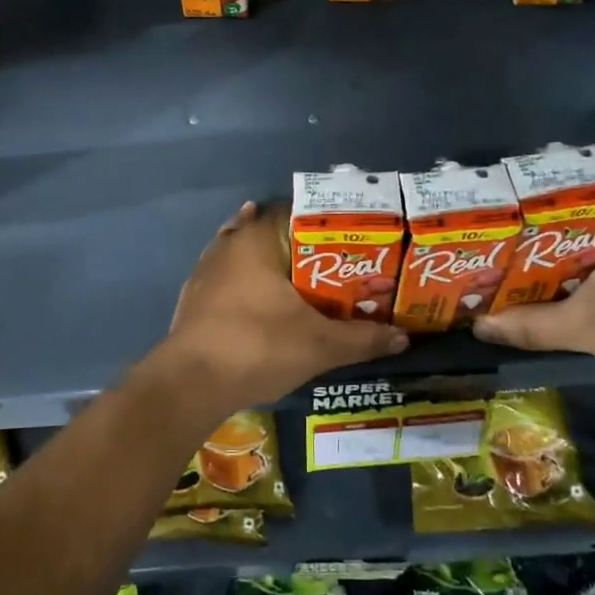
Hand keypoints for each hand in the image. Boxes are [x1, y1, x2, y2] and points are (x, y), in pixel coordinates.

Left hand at [152, 200, 407, 417]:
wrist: (191, 382)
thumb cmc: (258, 346)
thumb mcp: (320, 345)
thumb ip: (362, 339)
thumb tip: (403, 338)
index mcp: (257, 240)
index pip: (295, 211)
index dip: (324, 223)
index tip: (349, 238)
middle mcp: (228, 244)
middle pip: (268, 231)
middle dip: (298, 244)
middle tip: (332, 262)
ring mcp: (205, 270)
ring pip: (244, 253)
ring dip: (269, 262)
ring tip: (300, 279)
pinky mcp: (192, 296)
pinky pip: (227, 278)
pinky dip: (246, 283)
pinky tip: (260, 299)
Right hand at [472, 220, 594, 375]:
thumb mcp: (582, 326)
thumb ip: (529, 326)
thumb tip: (479, 326)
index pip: (564, 200)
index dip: (530, 209)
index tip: (503, 220)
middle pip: (579, 224)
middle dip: (544, 238)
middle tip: (508, 250)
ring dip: (571, 258)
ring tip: (532, 272)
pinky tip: (578, 292)